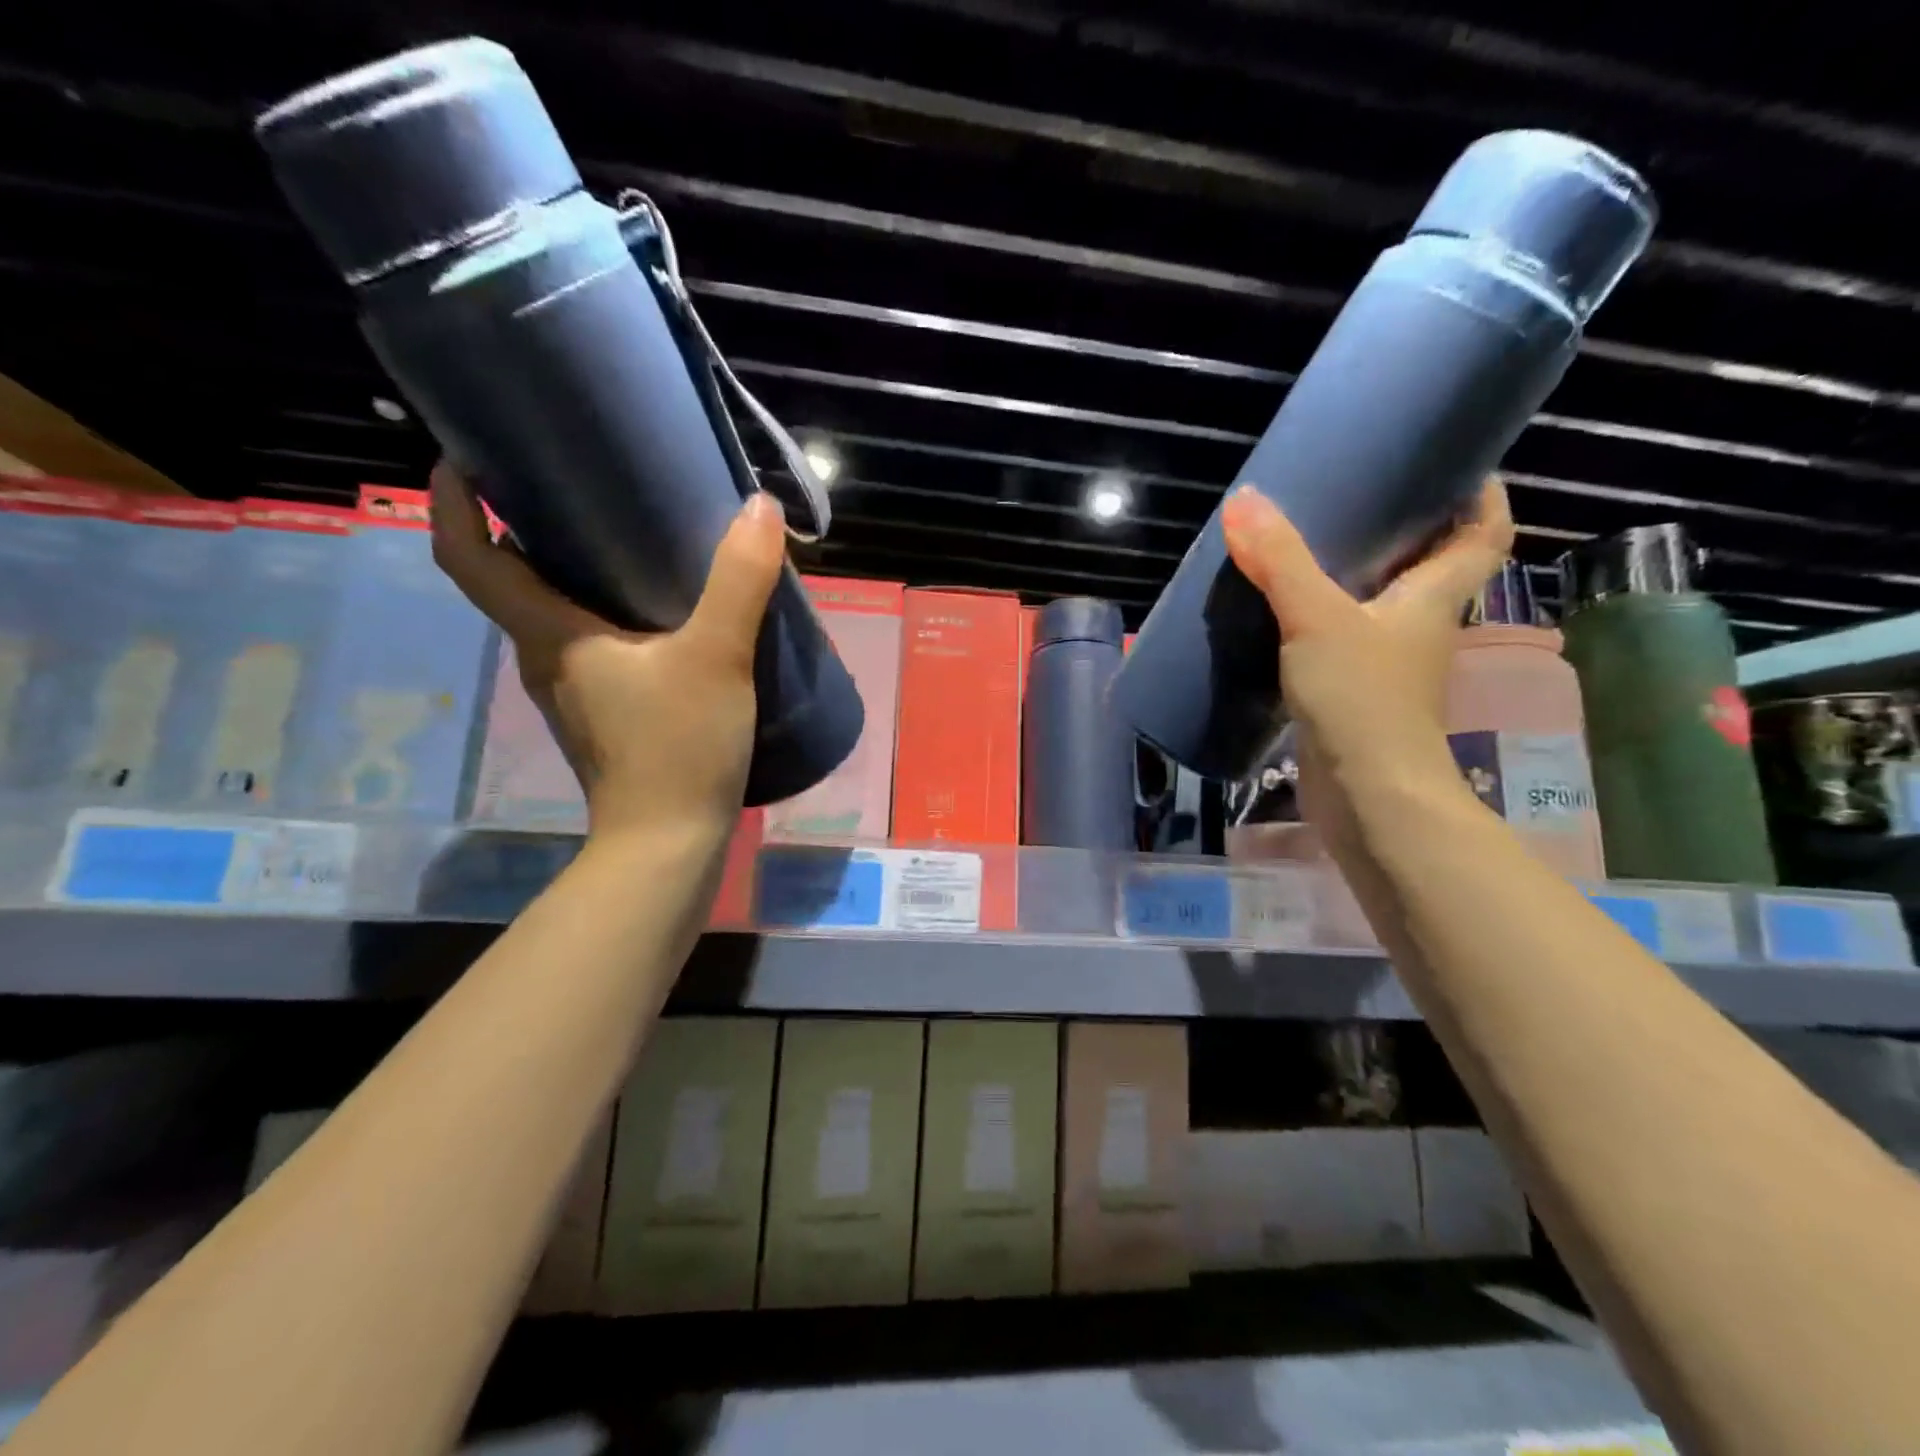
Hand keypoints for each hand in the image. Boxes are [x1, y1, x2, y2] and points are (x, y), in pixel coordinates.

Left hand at [430, 463, 785, 841]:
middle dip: (529, 524)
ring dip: (575, 570)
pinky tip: (664, 613)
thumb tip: (758, 508)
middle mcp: (544, 658)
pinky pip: (591, 645)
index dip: (454, 500)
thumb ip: (739, 581)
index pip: (468, 557)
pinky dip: (609, 613)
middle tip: (582, 480)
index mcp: (547, 635)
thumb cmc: (677, 748)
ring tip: (632, 537)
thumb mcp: (716, 657)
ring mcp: (572, 691)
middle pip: (512, 580)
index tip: (466, 452)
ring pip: (555, 614)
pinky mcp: (603, 714)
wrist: (669, 845)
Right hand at [1220, 477, 1512, 837]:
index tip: (1454, 464)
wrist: (1366, 794)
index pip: (1485, 533)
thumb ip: (1280, 561)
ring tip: (1310, 544)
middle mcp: (1420, 625)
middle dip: (1405, 527)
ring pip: (1383, 604)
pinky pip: (1346, 637)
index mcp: (1434, 596)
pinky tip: (1284, 612)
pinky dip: (1325, 618)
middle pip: (1430, 565)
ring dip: (1357, 574)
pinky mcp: (1356, 692)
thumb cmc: (1361, 698)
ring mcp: (1389, 663)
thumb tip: (1244, 500)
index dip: (1482, 495)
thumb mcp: (1316, 619)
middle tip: (1359, 493)